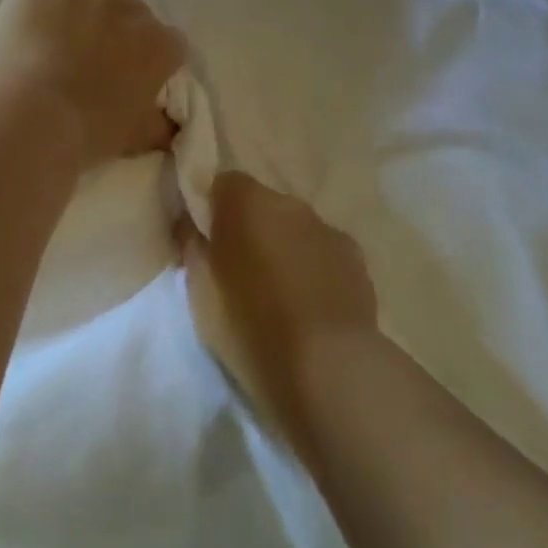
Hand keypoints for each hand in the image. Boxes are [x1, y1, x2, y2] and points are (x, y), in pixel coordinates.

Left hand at [0, 0, 185, 169]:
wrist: (23, 120)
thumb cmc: (83, 135)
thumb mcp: (133, 139)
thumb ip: (160, 125)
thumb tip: (172, 124)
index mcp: (159, 46)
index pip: (169, 42)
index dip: (149, 57)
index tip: (129, 73)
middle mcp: (132, 7)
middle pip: (134, 9)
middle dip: (118, 28)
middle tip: (90, 55)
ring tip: (66, 22)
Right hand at [182, 172, 378, 433]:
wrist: (326, 365)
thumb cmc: (249, 325)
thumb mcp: (200, 291)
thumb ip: (193, 247)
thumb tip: (191, 226)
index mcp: (246, 203)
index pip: (224, 183)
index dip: (213, 208)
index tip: (207, 240)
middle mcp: (289, 204)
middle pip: (262, 204)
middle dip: (250, 228)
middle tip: (240, 271)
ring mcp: (327, 228)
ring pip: (295, 228)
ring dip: (284, 247)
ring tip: (278, 293)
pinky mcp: (356, 257)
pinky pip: (323, 250)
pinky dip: (313, 266)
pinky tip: (310, 304)